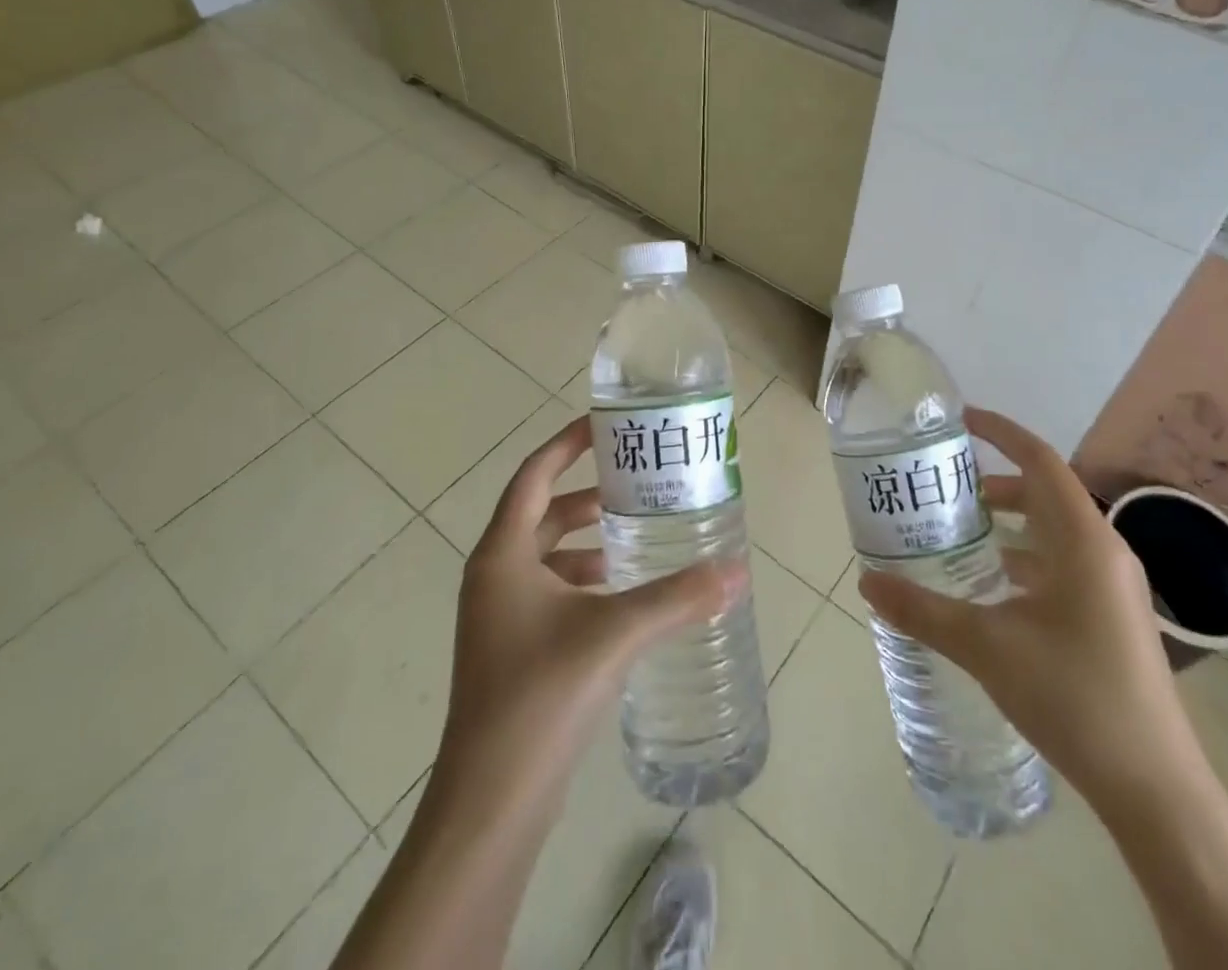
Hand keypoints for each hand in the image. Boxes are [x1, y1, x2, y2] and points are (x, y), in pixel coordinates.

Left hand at [437, 414, 747, 813]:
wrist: (491, 801)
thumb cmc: (541, 695)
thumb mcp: (614, 634)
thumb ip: (677, 598)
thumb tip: (737, 571)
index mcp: (502, 554)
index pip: (534, 475)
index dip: (567, 445)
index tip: (606, 426)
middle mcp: (494, 576)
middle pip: (542, 514)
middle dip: (587, 497)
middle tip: (637, 486)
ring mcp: (499, 616)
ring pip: (546, 557)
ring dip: (587, 543)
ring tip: (637, 540)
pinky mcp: (511, 650)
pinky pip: (549, 592)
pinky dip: (582, 582)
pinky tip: (622, 600)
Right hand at [857, 406, 1201, 806]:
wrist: (1155, 789)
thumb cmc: (1073, 697)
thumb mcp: (986, 647)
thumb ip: (923, 611)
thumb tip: (866, 584)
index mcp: (1083, 540)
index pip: (1040, 460)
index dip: (1000, 431)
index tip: (959, 419)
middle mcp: (1105, 551)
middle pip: (1046, 492)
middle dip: (996, 480)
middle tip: (946, 484)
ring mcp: (1115, 586)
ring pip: (1056, 530)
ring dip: (1012, 521)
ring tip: (962, 529)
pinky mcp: (1114, 616)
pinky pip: (1065, 563)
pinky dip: (1027, 556)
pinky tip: (995, 585)